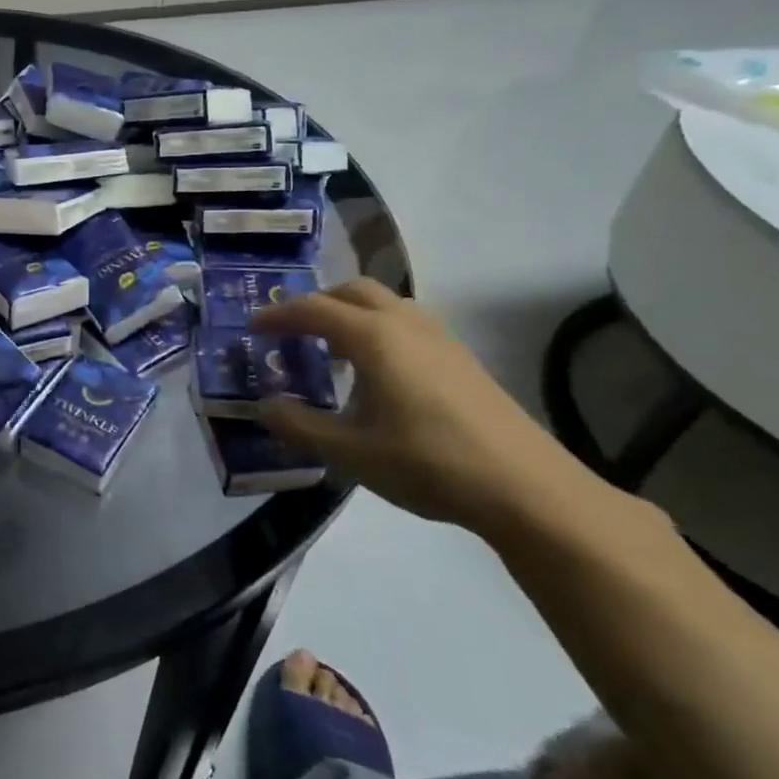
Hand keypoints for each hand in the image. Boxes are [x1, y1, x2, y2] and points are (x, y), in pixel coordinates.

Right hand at [251, 279, 582, 535]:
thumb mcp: (350, 452)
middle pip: (352, 291)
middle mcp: (406, 324)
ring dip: (350, 313)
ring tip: (331, 350)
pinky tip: (376, 373)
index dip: (279, 315)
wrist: (526, 487)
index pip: (314, 310)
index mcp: (375, 338)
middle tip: (292, 331)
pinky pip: (406, 323)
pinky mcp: (461, 358)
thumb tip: (264, 406)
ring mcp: (440, 338)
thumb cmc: (428, 463)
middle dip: (316, 303)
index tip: (252, 327)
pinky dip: (377, 329)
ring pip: (384, 304)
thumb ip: (299, 426)